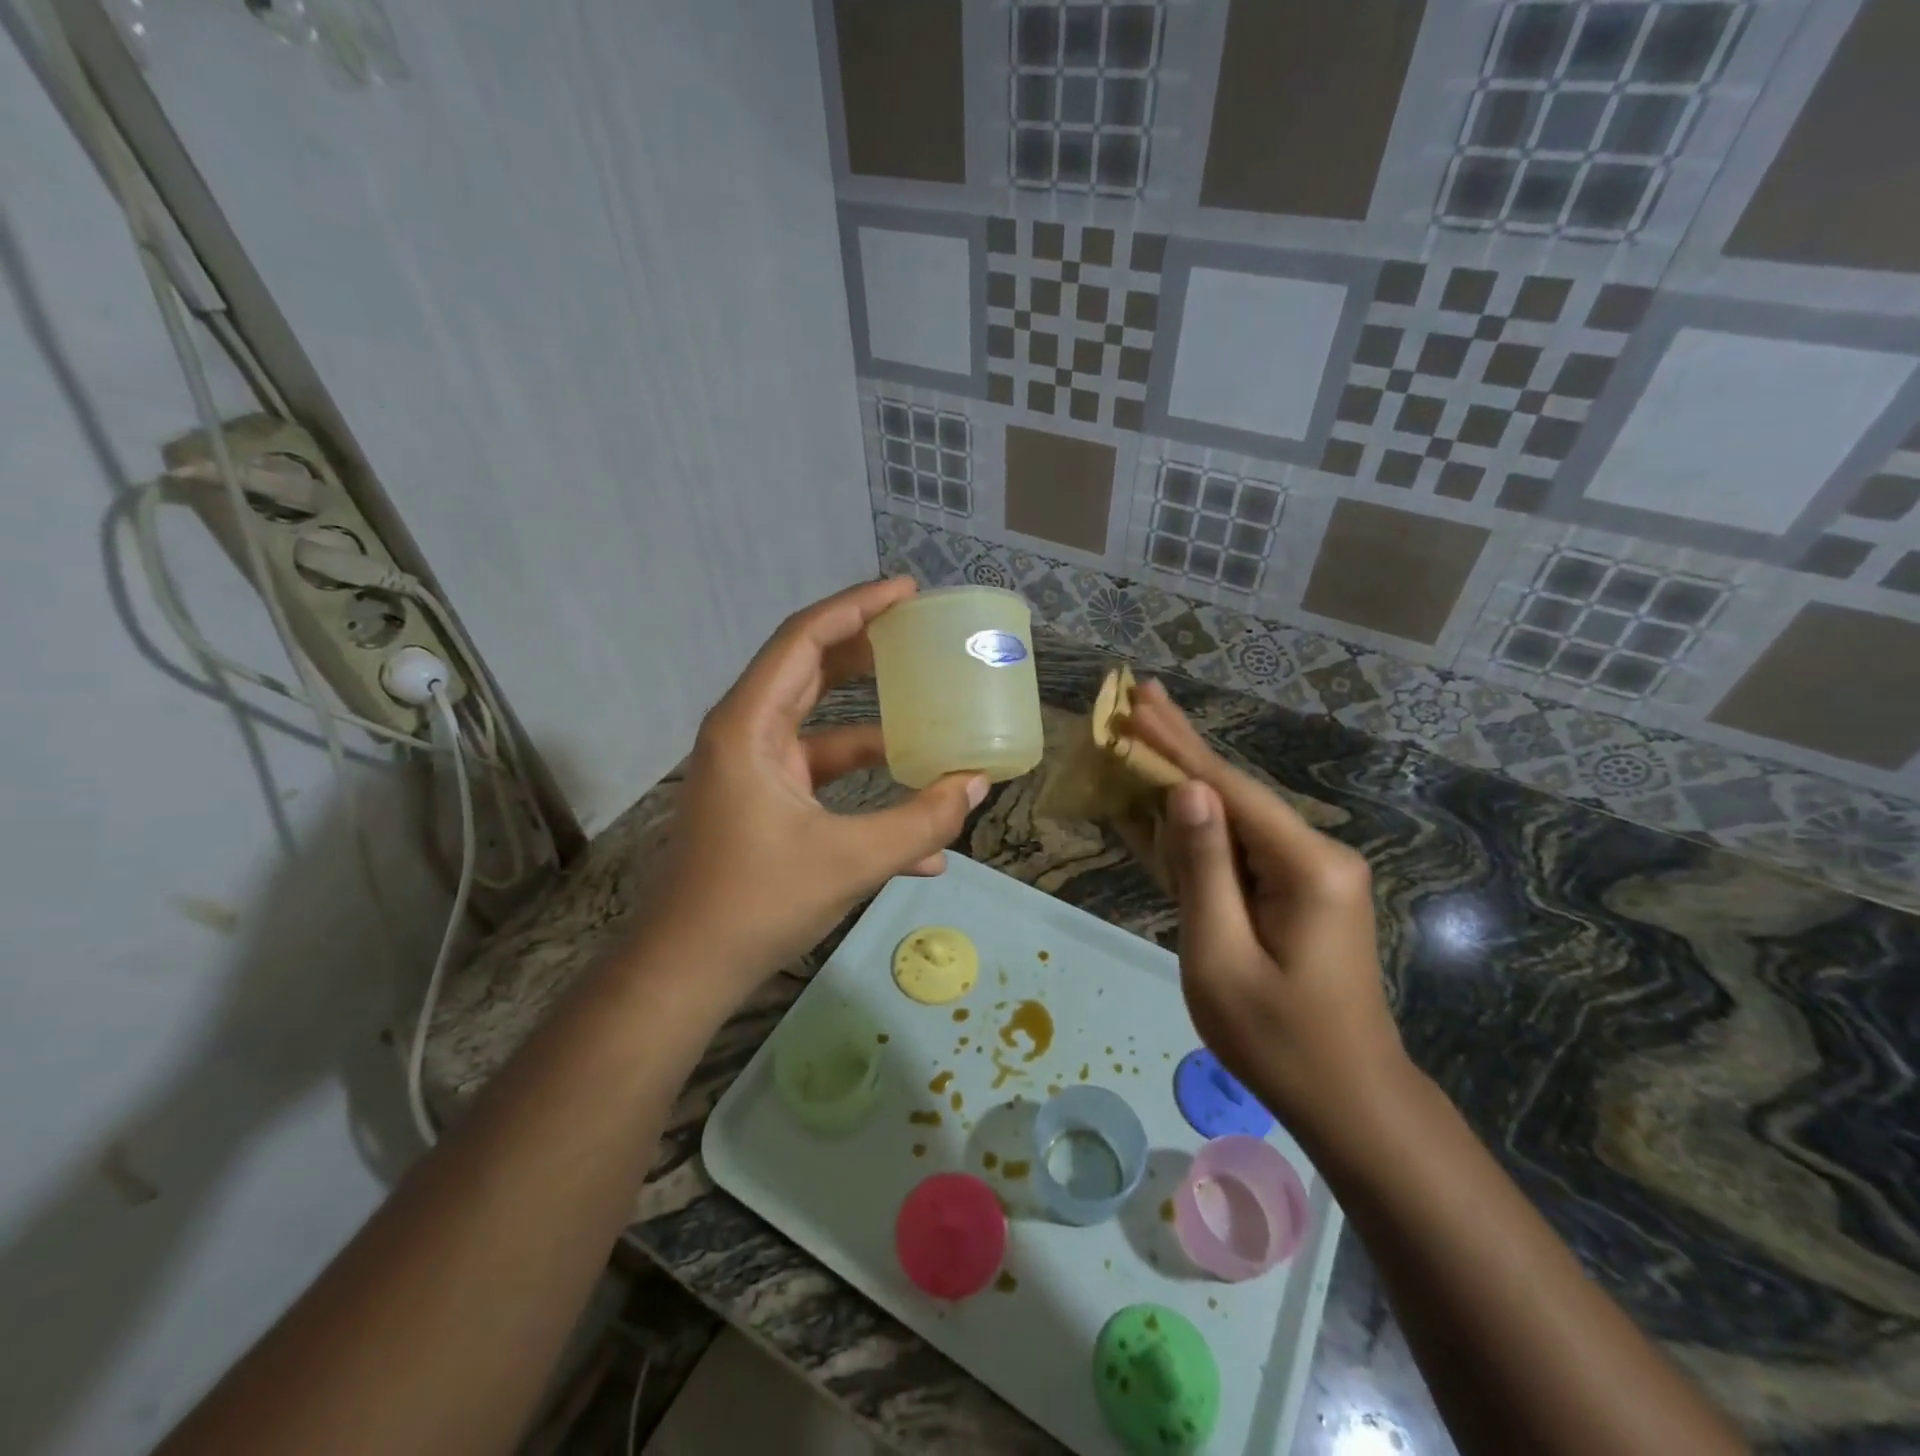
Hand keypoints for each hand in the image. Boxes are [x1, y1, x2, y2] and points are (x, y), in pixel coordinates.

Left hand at [638, 579, 986, 995]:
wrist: (687, 970)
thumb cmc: (756, 903)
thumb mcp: (851, 860)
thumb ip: (921, 821)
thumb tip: (977, 785)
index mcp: (751, 726)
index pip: (805, 638)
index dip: (857, 606)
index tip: (908, 592)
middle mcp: (748, 734)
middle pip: (812, 670)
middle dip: (868, 650)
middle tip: (922, 635)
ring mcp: (756, 771)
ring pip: (824, 729)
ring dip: (877, 727)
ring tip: (934, 715)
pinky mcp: (767, 804)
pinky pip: (824, 780)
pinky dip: (866, 789)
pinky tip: (921, 827)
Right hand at [1124, 681, 1410, 1142]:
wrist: (1348, 1101)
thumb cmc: (1278, 1040)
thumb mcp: (1222, 957)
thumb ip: (1203, 869)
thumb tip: (1186, 791)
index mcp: (1307, 867)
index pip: (1230, 789)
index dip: (1177, 746)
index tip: (1137, 706)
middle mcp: (1316, 856)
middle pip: (1235, 790)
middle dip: (1183, 744)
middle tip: (1142, 694)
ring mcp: (1309, 874)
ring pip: (1234, 817)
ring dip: (1185, 780)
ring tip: (1145, 733)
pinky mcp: (1297, 892)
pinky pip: (1238, 850)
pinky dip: (1197, 828)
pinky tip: (1164, 800)